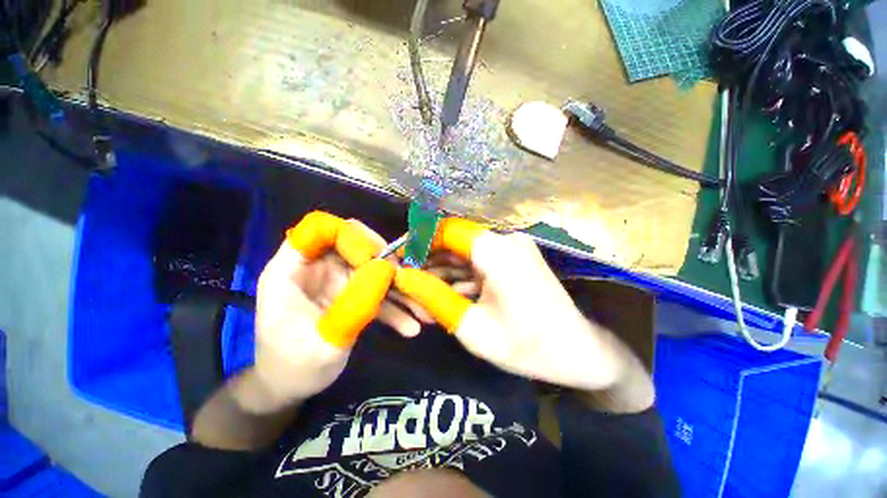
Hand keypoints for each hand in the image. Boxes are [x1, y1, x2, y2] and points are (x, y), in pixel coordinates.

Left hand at [251, 212, 414, 410]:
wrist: (290, 388)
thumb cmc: (293, 368)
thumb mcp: (323, 343)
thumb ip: (354, 306)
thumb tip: (386, 272)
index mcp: (292, 270)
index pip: (319, 229)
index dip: (349, 237)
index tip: (375, 261)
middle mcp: (318, 268)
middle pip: (356, 246)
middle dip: (385, 263)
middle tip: (408, 283)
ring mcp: (337, 281)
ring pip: (373, 270)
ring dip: (398, 289)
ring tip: (423, 310)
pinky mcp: (351, 294)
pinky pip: (377, 292)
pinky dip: (395, 307)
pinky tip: (410, 326)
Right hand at [394, 219, 634, 392]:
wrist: (579, 353)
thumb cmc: (527, 347)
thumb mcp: (472, 327)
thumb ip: (434, 297)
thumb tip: (402, 277)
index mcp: (496, 251)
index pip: (447, 229)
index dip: (419, 240)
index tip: (399, 259)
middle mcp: (505, 240)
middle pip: (455, 241)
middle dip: (429, 260)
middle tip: (407, 282)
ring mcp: (512, 249)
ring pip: (466, 253)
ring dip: (444, 271)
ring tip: (422, 294)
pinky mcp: (514, 260)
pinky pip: (479, 262)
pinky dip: (461, 276)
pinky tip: (446, 295)